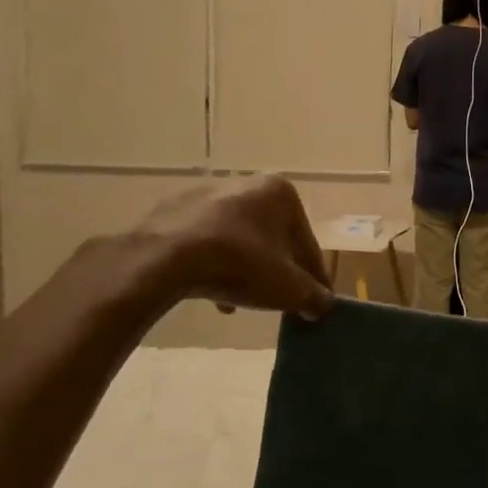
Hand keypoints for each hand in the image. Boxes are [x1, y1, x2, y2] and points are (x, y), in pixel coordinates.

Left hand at [134, 177, 333, 319]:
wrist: (164, 258)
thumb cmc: (239, 264)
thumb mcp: (288, 288)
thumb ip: (313, 296)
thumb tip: (324, 304)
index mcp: (280, 192)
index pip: (307, 242)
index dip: (314, 277)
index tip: (316, 301)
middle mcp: (246, 182)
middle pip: (272, 236)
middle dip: (277, 269)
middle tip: (280, 299)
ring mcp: (206, 193)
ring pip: (239, 238)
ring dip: (246, 269)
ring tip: (242, 302)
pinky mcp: (174, 209)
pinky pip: (207, 240)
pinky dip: (215, 263)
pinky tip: (213, 293)